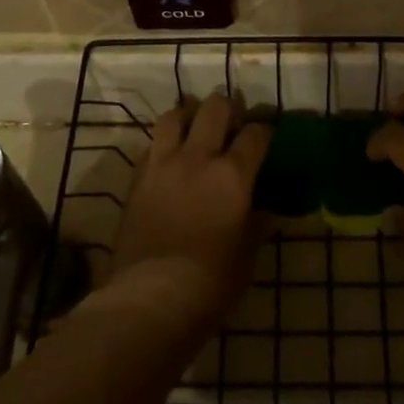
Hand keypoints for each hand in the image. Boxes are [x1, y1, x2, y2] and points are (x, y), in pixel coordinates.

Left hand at [107, 93, 271, 333]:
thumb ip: (257, 223)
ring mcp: (163, 164)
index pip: (256, 135)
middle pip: (214, 109)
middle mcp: (198, 158)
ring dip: (188, 115)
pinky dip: (163, 143)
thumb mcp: (247, 254)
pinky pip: (150, 145)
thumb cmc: (211, 282)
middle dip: (228, 107)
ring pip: (174, 116)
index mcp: (233, 175)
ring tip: (194, 125)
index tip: (267, 134)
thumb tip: (265, 210)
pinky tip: (168, 156)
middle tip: (232, 118)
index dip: (265, 129)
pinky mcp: (137, 178)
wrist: (151, 296)